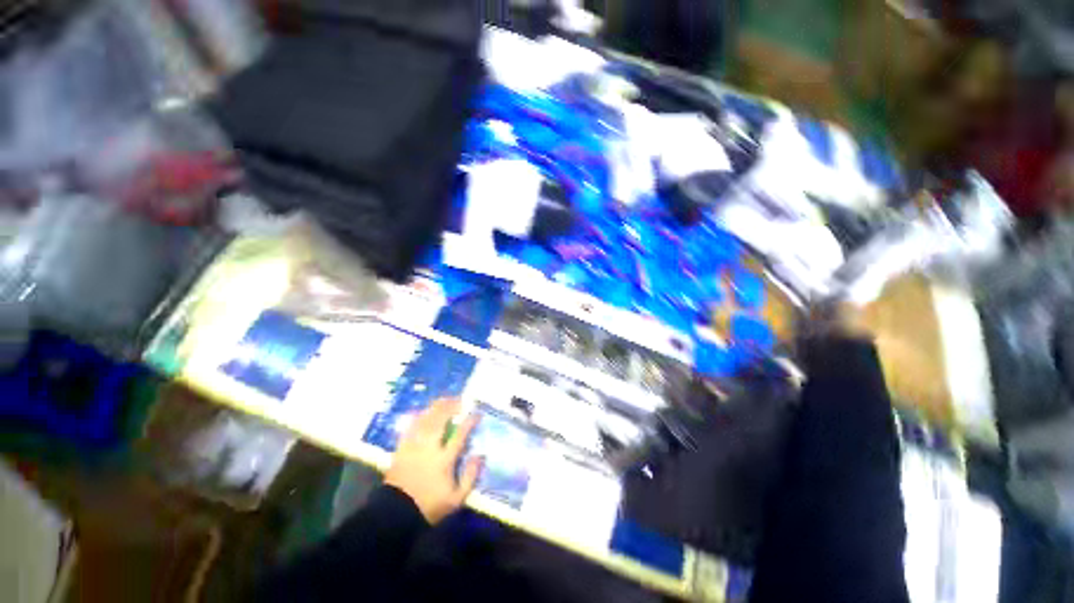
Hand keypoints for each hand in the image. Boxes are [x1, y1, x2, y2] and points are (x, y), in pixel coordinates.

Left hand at [384, 399, 482, 523]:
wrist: (396, 514)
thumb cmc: (429, 506)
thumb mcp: (456, 499)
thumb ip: (470, 476)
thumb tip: (480, 456)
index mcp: (444, 459)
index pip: (460, 435)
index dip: (469, 421)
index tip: (476, 414)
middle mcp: (429, 448)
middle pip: (441, 421)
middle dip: (451, 407)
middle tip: (460, 400)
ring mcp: (414, 446)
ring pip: (426, 420)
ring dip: (436, 408)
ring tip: (445, 400)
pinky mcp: (402, 448)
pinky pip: (410, 427)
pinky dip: (418, 417)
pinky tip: (423, 411)